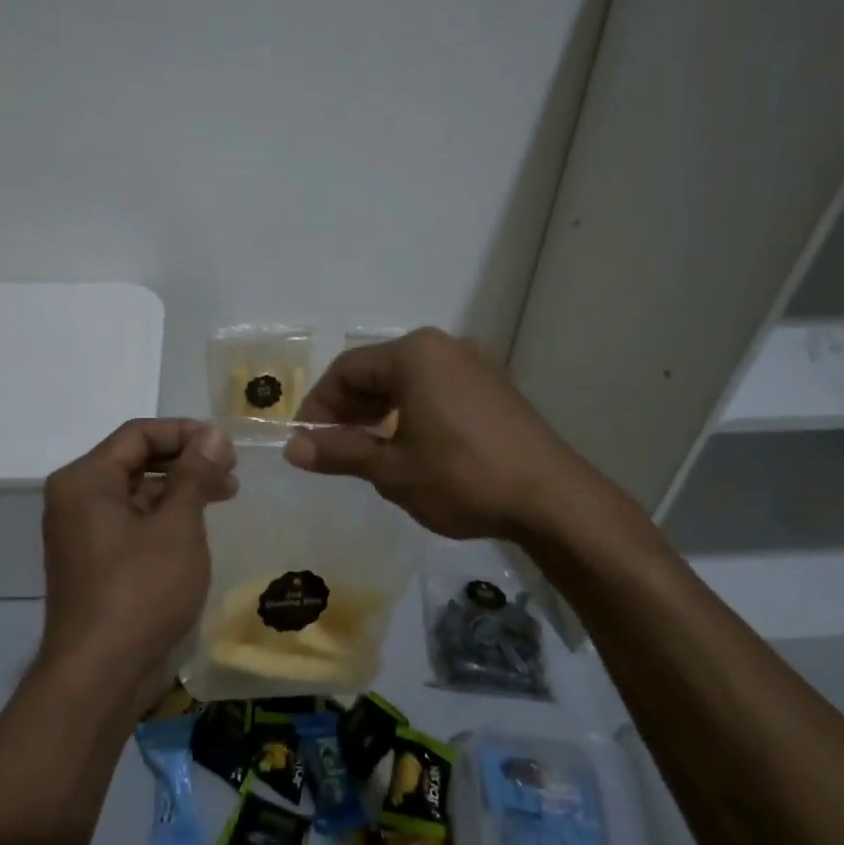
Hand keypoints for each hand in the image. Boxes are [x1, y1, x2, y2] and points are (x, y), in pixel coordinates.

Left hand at [40, 419, 235, 702]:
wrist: (100, 677)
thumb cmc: (141, 591)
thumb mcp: (177, 526)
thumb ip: (195, 474)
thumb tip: (212, 434)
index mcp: (86, 480)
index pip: (138, 434)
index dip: (186, 433)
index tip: (227, 449)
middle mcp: (77, 500)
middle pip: (136, 461)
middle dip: (186, 462)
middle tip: (231, 475)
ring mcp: (84, 534)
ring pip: (137, 494)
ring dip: (180, 491)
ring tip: (223, 498)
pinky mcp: (96, 563)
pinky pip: (133, 524)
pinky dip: (165, 519)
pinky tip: (198, 529)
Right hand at [285, 328, 593, 541]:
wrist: (551, 498)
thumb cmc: (462, 479)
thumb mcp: (392, 470)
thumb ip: (340, 453)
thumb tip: (292, 448)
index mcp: (415, 354)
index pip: (346, 370)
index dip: (318, 406)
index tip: (305, 442)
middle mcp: (444, 346)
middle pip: (377, 370)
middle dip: (348, 409)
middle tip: (332, 448)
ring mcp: (475, 364)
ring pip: (408, 380)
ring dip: (378, 411)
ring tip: (366, 450)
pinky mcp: (494, 386)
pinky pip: (436, 388)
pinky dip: (411, 411)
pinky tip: (408, 445)